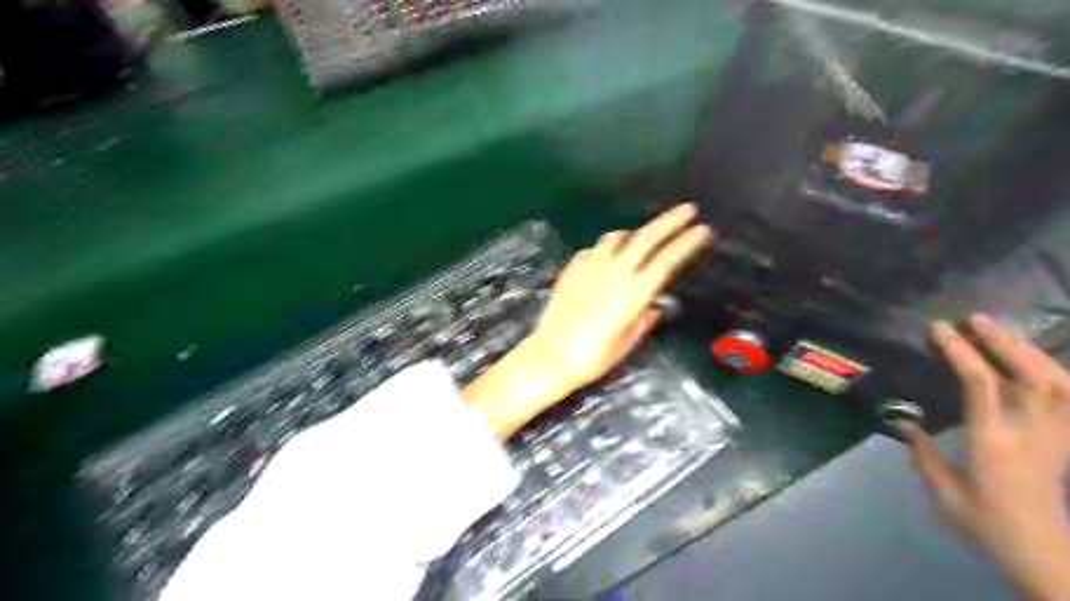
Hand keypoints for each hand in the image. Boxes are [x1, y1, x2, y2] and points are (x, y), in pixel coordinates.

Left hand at [465, 203, 712, 438]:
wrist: (550, 356)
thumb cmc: (592, 358)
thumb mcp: (626, 343)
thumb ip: (643, 319)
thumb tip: (654, 304)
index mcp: (632, 295)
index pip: (666, 261)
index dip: (686, 243)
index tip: (703, 229)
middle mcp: (613, 274)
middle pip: (645, 239)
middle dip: (669, 221)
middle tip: (687, 209)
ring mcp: (590, 269)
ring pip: (616, 238)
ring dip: (635, 233)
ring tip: (643, 237)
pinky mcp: (571, 270)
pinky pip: (593, 250)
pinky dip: (607, 248)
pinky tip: (607, 257)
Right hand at [901, 314, 1069, 600]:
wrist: (1046, 557)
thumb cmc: (987, 525)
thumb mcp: (943, 493)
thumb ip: (924, 454)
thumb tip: (903, 422)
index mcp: (992, 440)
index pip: (980, 383)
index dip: (961, 351)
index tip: (939, 329)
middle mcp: (1029, 432)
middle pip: (1026, 375)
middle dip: (1001, 342)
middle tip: (975, 319)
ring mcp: (1055, 437)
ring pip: (1057, 384)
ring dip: (1030, 353)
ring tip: (1003, 332)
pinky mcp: (1065, 443)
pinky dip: (1058, 376)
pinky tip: (1040, 364)